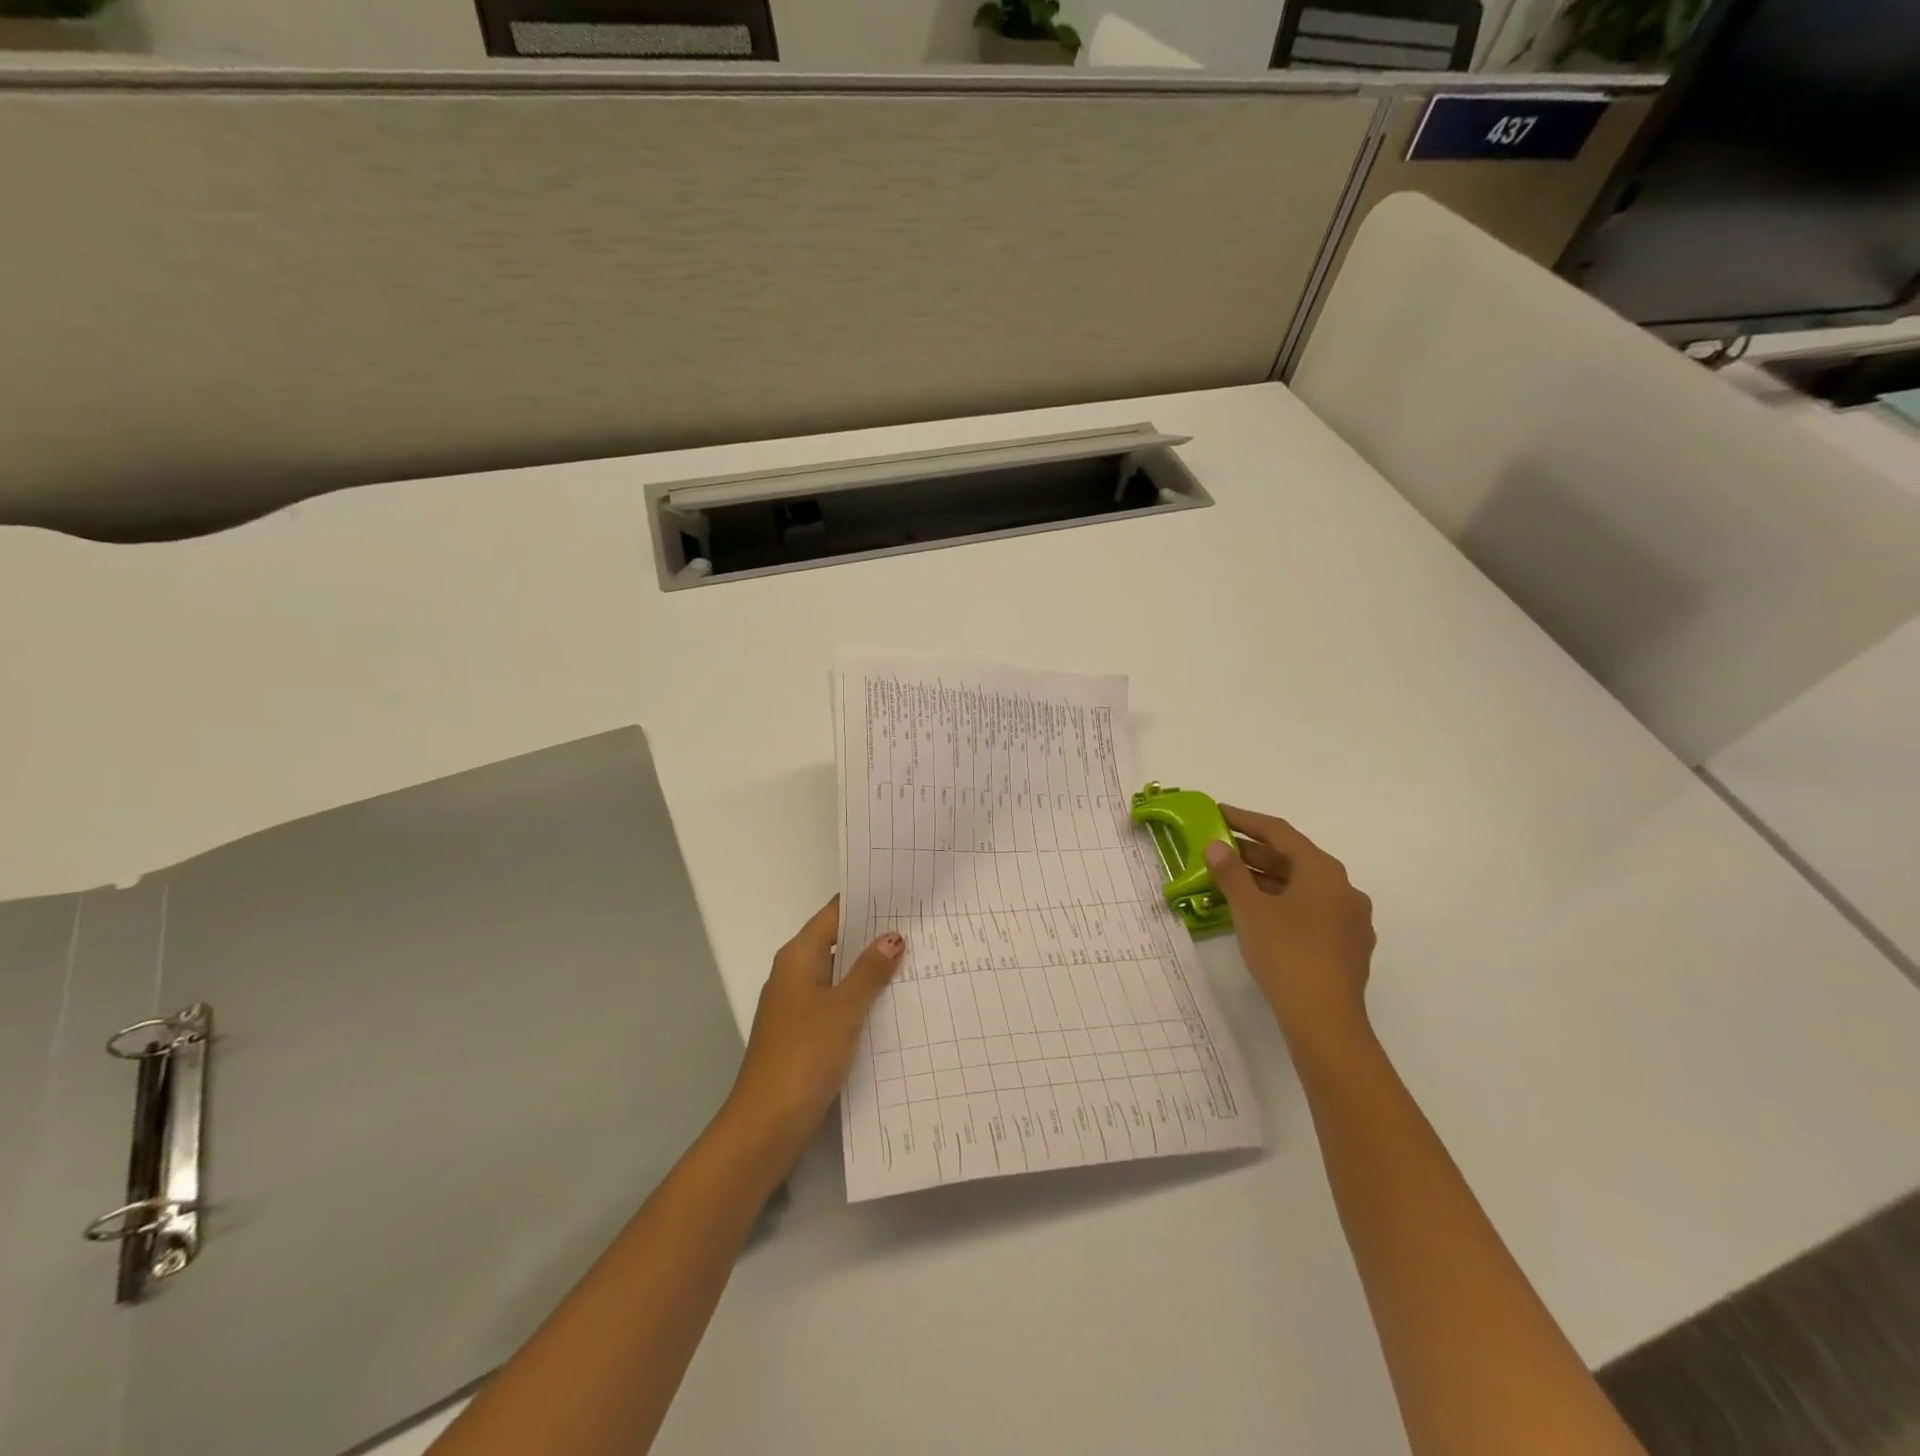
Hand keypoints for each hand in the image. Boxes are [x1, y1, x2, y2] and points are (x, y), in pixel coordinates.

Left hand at [722, 897, 903, 1171]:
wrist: (767, 1123)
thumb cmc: (804, 1054)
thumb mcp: (843, 1008)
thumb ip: (869, 971)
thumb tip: (892, 937)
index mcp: (797, 957)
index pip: (833, 915)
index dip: (864, 902)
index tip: (901, 891)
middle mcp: (795, 974)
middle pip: (837, 942)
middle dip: (874, 936)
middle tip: (920, 923)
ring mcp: (799, 1006)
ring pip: (840, 975)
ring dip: (871, 970)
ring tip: (917, 958)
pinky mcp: (806, 1034)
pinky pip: (839, 1004)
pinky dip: (863, 999)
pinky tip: (894, 1003)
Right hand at [1203, 806, 1375, 1061]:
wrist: (1325, 1021)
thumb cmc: (1286, 954)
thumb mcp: (1249, 909)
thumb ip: (1230, 873)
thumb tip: (1215, 846)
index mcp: (1324, 871)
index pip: (1280, 832)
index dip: (1246, 820)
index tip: (1218, 812)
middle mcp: (1344, 889)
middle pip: (1293, 860)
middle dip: (1254, 853)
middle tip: (1218, 849)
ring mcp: (1350, 921)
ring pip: (1302, 889)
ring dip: (1266, 881)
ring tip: (1230, 882)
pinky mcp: (1347, 949)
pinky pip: (1310, 913)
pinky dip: (1282, 905)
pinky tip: (1258, 917)